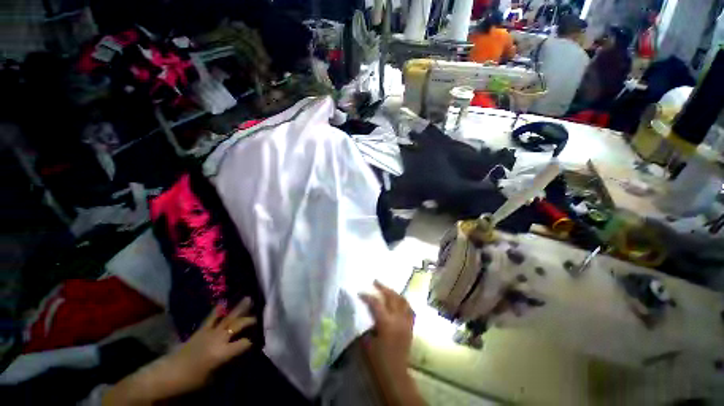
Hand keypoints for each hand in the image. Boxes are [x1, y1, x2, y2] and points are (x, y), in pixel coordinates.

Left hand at [163, 298, 256, 391]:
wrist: (167, 374)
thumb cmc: (191, 380)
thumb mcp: (212, 377)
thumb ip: (226, 363)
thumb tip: (237, 356)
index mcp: (222, 352)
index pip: (244, 343)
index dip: (252, 341)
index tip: (259, 340)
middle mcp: (218, 339)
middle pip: (237, 325)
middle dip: (249, 320)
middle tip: (259, 316)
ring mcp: (209, 332)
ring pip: (227, 317)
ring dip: (238, 309)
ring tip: (248, 298)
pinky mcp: (200, 330)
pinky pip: (211, 318)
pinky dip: (218, 310)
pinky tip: (223, 302)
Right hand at [359, 280, 414, 376]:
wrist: (395, 376)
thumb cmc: (377, 361)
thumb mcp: (366, 343)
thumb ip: (365, 325)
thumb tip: (362, 312)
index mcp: (386, 323)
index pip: (376, 303)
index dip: (367, 296)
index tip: (360, 292)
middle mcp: (398, 319)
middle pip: (392, 297)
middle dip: (383, 287)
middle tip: (375, 281)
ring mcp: (406, 322)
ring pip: (402, 301)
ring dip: (394, 292)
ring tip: (387, 288)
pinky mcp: (410, 327)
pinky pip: (409, 309)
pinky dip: (403, 302)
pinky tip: (399, 301)